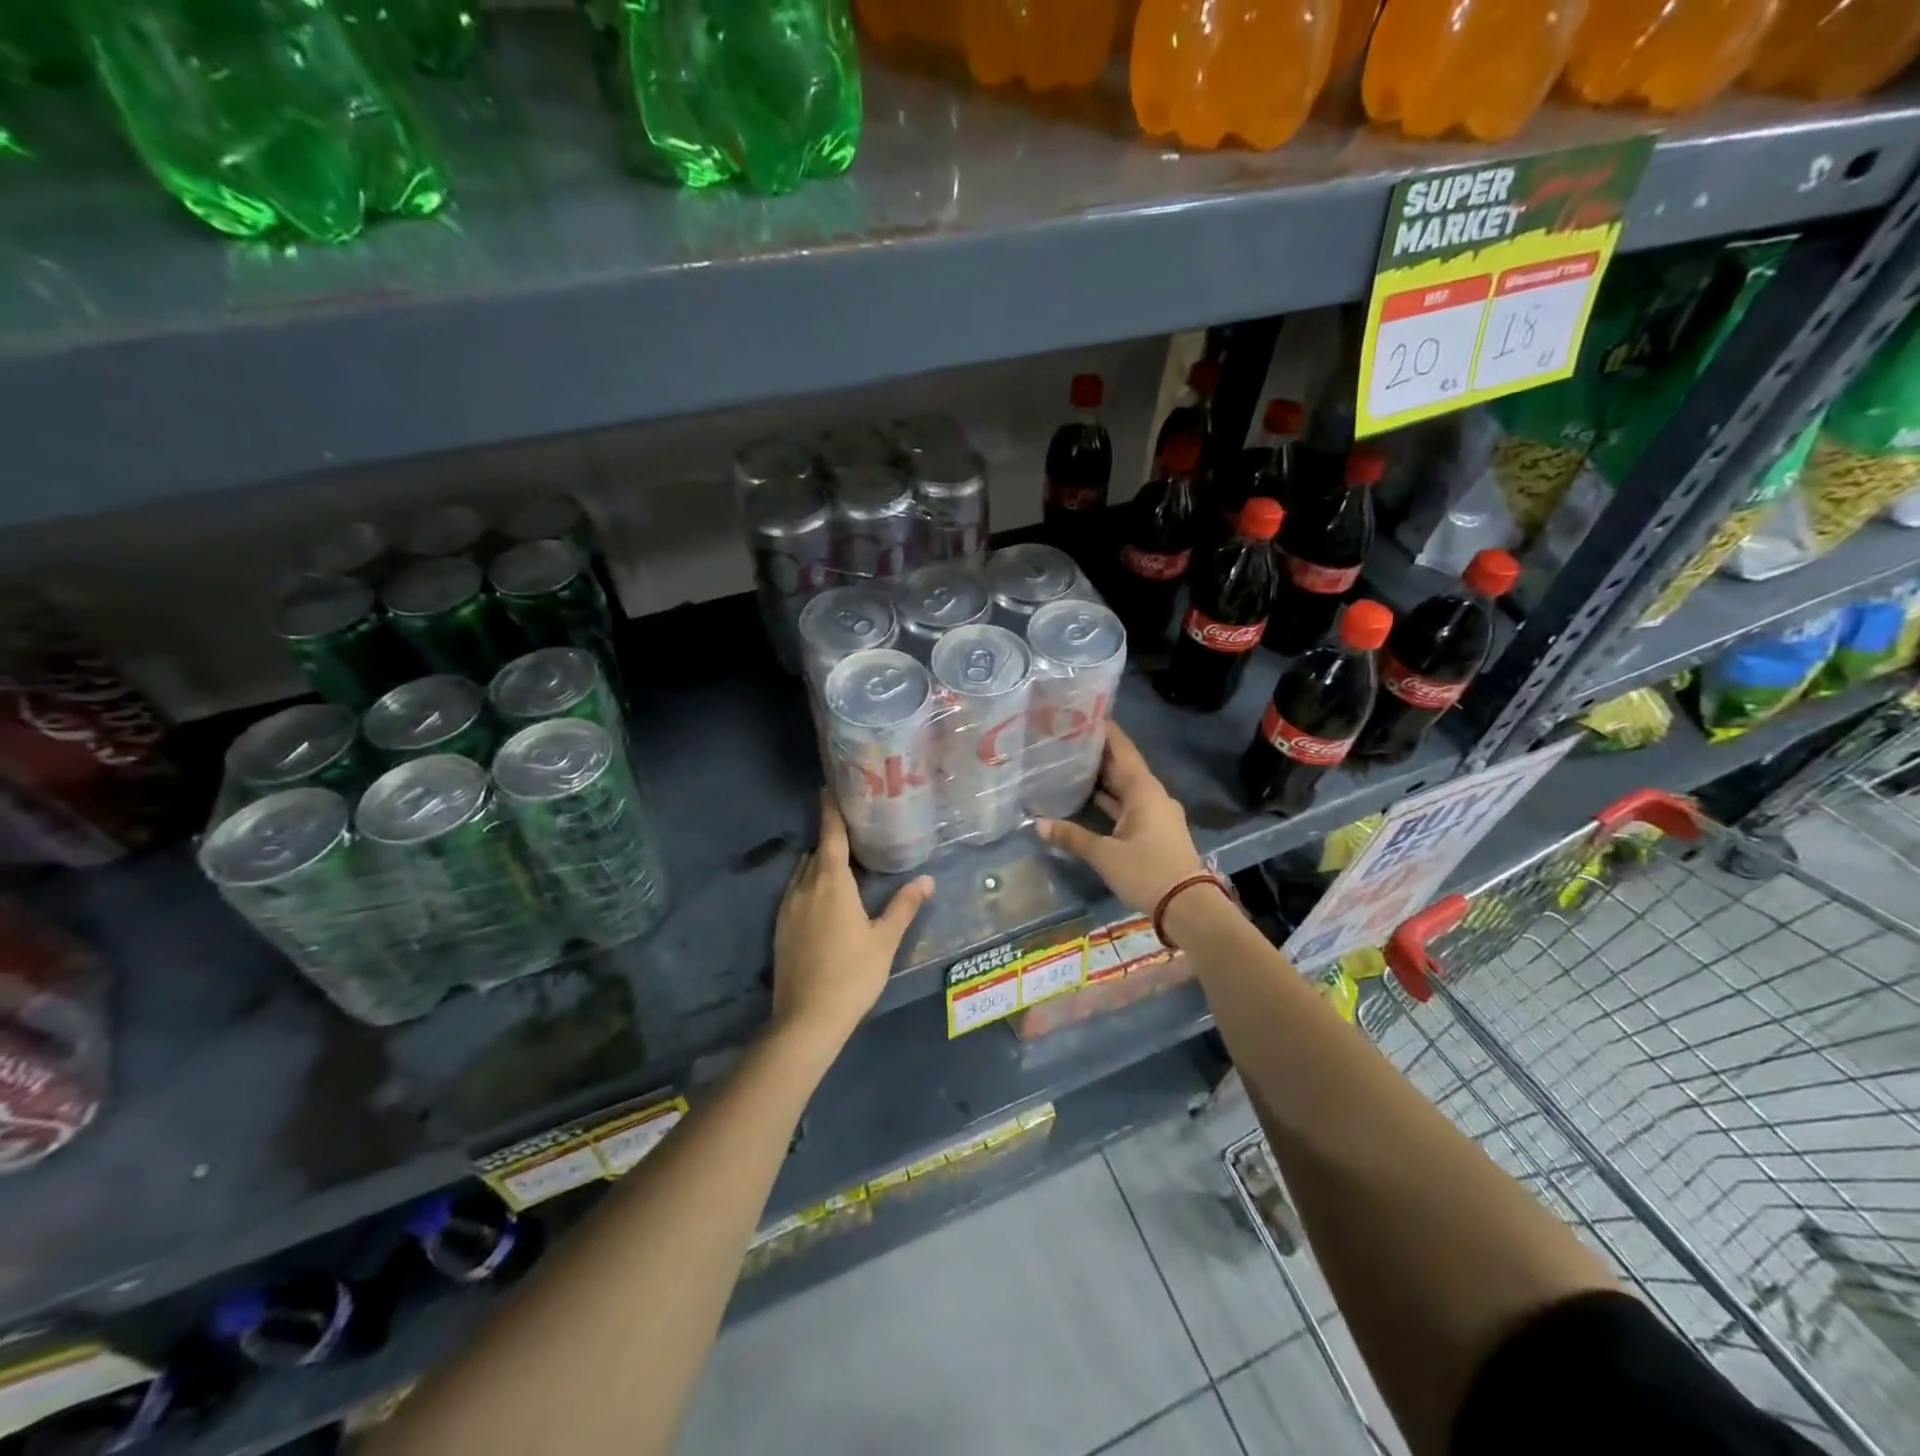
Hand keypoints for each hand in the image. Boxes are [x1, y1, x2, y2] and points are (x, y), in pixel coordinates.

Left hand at [771, 791, 934, 1048]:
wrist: (806, 1018)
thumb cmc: (853, 975)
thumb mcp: (885, 940)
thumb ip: (904, 906)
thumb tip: (927, 880)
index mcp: (832, 882)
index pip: (830, 836)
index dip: (830, 811)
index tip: (828, 788)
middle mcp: (805, 887)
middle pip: (816, 852)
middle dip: (831, 838)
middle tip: (852, 828)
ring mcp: (788, 907)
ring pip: (803, 872)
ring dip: (819, 862)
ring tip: (842, 862)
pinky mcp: (780, 927)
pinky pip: (795, 891)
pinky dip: (810, 883)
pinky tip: (825, 898)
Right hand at [1035, 723, 1206, 913]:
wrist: (1188, 907)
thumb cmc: (1147, 871)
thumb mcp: (1105, 855)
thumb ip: (1072, 836)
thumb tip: (1037, 824)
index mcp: (1144, 790)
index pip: (1122, 749)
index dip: (1104, 731)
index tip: (1082, 715)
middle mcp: (1152, 795)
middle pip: (1123, 766)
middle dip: (1097, 753)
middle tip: (1067, 739)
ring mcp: (1155, 814)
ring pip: (1125, 787)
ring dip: (1102, 778)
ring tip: (1071, 764)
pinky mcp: (1154, 831)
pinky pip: (1128, 805)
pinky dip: (1109, 800)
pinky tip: (1087, 800)